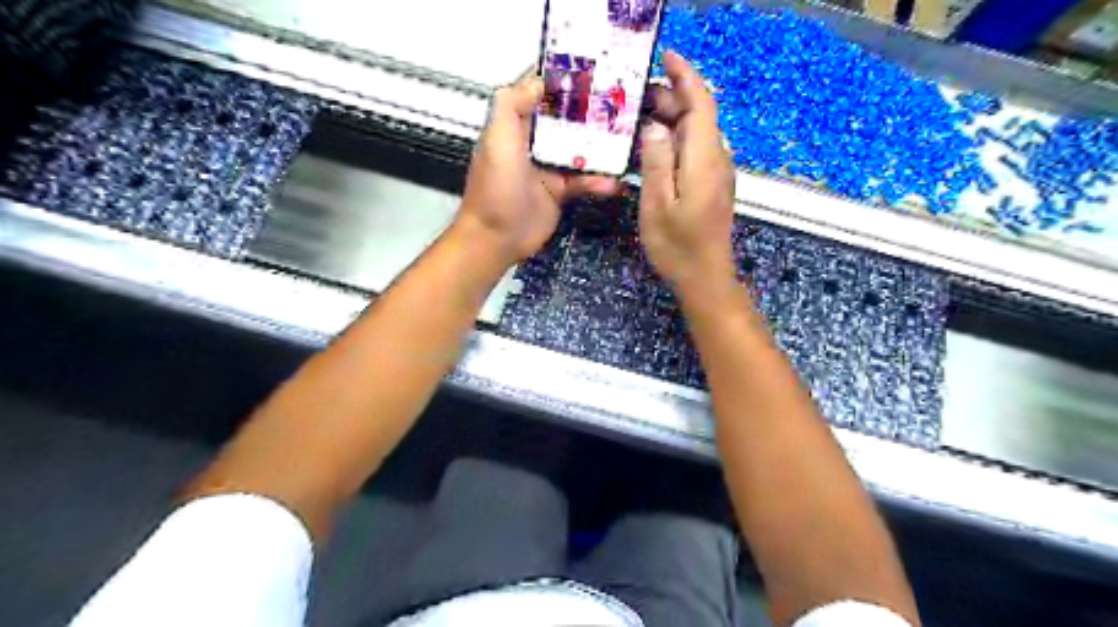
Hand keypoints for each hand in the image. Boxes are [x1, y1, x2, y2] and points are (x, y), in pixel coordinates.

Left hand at [462, 71, 620, 264]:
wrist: (497, 237)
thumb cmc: (496, 187)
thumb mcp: (498, 139)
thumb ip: (512, 105)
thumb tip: (539, 80)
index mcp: (515, 124)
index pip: (539, 91)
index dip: (562, 78)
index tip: (593, 68)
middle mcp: (533, 141)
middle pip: (565, 118)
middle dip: (590, 109)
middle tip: (622, 101)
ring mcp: (548, 166)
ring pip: (578, 148)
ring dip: (600, 145)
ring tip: (627, 138)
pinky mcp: (560, 191)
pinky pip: (583, 180)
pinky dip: (598, 181)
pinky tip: (614, 183)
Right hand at [633, 51, 739, 300]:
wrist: (705, 278)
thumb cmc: (678, 247)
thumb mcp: (657, 205)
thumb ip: (657, 162)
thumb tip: (654, 126)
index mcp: (705, 159)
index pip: (702, 103)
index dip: (686, 75)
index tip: (665, 56)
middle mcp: (717, 159)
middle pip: (699, 115)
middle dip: (671, 98)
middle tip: (633, 99)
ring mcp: (717, 173)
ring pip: (697, 132)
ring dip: (671, 119)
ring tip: (637, 119)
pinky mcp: (712, 185)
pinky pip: (695, 150)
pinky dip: (675, 139)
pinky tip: (653, 149)